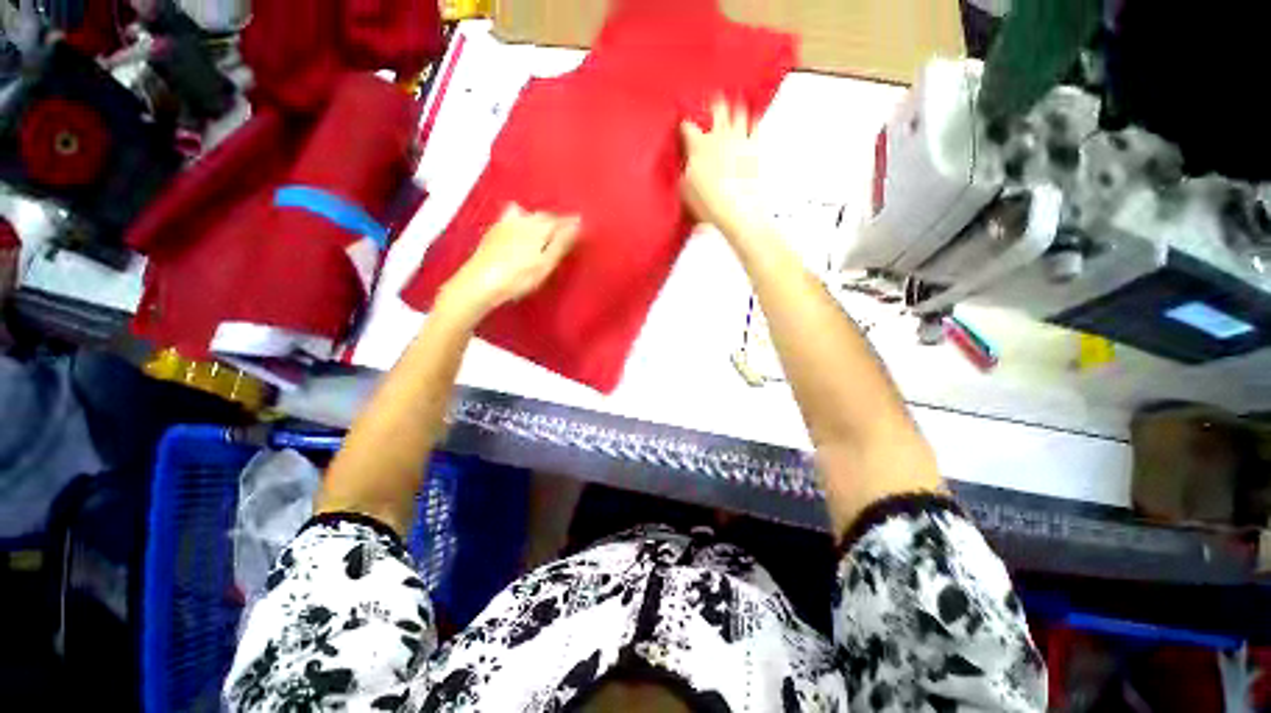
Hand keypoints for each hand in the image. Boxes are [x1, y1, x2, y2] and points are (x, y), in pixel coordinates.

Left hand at [438, 203, 580, 320]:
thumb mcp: (545, 263)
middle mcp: (521, 220)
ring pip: (526, 214)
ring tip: (543, 228)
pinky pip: (511, 217)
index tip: (581, 223)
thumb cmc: (518, 277)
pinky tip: (519, 229)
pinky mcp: (492, 233)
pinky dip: (521, 219)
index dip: (571, 222)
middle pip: (543, 215)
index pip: (559, 220)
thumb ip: (561, 243)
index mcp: (537, 227)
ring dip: (537, 217)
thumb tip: (578, 224)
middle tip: (565, 229)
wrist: (479, 283)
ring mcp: (504, 224)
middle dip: (555, 220)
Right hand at [680, 99, 767, 240]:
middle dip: (712, 102)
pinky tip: (751, 118)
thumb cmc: (708, 202)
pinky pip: (755, 125)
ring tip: (732, 102)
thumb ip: (684, 171)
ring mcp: (738, 139)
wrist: (736, 210)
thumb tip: (684, 165)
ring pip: (738, 110)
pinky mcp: (754, 148)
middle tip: (710, 100)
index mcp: (698, 146)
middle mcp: (719, 136)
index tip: (683, 125)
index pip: (687, 126)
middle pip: (716, 107)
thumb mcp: (685, 190)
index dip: (684, 123)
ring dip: (734, 106)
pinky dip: (752, 120)